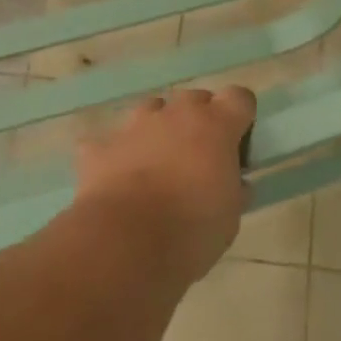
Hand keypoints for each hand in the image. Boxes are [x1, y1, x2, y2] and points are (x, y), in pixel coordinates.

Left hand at [73, 86, 256, 286]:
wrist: (127, 243)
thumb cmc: (192, 229)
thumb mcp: (231, 215)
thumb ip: (234, 187)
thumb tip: (233, 183)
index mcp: (216, 125)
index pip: (239, 97)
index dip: (240, 117)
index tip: (237, 144)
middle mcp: (176, 113)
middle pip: (194, 99)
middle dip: (198, 121)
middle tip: (198, 159)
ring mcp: (135, 125)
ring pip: (152, 110)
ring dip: (158, 130)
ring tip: (157, 166)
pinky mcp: (100, 146)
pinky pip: (110, 142)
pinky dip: (116, 156)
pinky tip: (116, 182)